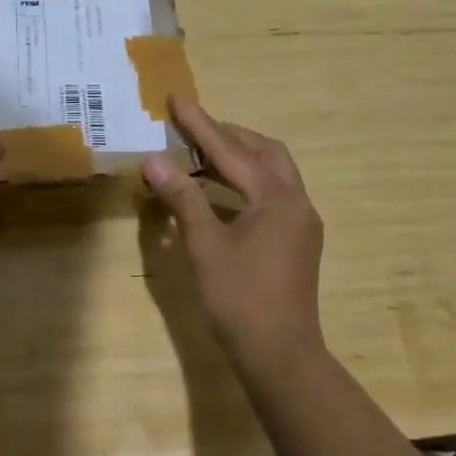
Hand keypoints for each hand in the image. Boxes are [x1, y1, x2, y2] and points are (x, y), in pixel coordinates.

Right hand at [141, 97, 325, 371]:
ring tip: (199, 155)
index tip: (177, 99)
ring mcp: (301, 223)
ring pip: (272, 173)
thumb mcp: (204, 245)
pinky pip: (271, 194)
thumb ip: (182, 198)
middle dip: (227, 136)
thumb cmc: (240, 299)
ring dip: (238, 158)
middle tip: (191, 129)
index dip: (200, 125)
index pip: (231, 151)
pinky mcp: (297, 241)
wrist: (281, 356)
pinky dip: (244, 183)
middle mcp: (296, 202)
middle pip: (264, 152)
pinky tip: (218, 193)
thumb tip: (154, 161)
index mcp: (277, 199)